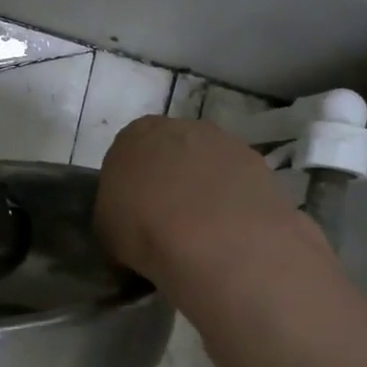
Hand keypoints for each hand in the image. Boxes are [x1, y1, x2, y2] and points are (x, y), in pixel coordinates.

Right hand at [96, 117, 331, 297]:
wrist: (212, 238)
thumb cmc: (143, 228)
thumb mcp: (107, 228)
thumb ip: (117, 215)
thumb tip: (129, 226)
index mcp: (135, 135)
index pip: (129, 152)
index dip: (132, 183)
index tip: (134, 212)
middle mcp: (181, 127)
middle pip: (173, 152)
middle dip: (171, 180)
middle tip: (167, 221)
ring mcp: (225, 143)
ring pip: (209, 166)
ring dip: (206, 191)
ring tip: (203, 234)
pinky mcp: (260, 166)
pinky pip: (238, 185)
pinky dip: (234, 205)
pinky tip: (229, 235)